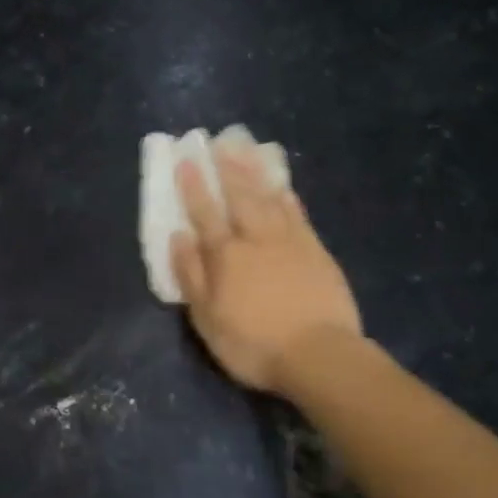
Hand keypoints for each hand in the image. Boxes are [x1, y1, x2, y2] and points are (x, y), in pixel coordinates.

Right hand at [173, 147, 362, 396]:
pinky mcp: (316, 251)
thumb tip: (179, 236)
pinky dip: (288, 197)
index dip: (194, 187)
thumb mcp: (207, 318)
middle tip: (220, 142)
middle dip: (227, 168)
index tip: (186, 161)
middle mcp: (256, 238)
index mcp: (225, 255)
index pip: (205, 213)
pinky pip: (298, 215)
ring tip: (247, 150)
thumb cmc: (254, 343)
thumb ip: (191, 274)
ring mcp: (289, 241)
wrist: (319, 355)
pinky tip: (283, 186)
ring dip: (256, 173)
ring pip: (269, 198)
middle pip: (239, 196)